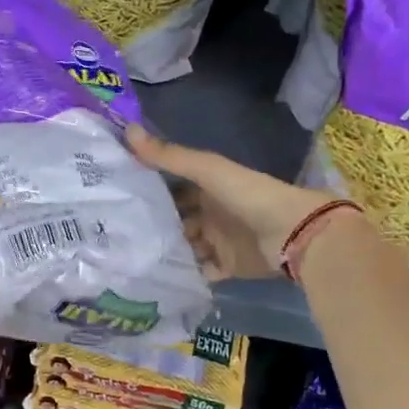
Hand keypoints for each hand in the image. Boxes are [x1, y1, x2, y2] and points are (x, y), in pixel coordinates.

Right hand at [126, 125, 336, 280]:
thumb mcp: (206, 170)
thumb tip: (126, 130)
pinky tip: (158, 278)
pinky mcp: (228, 267)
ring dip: (166, 252)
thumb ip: (168, 156)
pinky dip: (186, 275)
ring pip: (186, 247)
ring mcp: (219, 241)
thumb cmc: (248, 194)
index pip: (172, 188)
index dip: (148, 190)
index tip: (116, 196)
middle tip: (116, 235)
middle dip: (153, 226)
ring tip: (130, 259)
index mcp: (208, 187)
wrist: (292, 233)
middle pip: (177, 220)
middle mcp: (211, 213)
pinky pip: (202, 271)